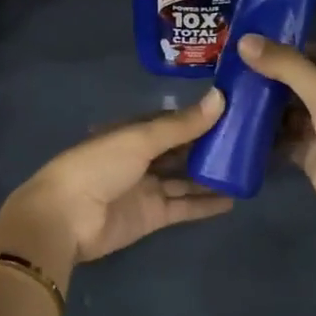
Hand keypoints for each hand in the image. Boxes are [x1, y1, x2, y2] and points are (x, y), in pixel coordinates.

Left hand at [0, 89, 232, 286]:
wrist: (66, 218)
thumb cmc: (98, 166)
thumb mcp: (140, 139)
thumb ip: (181, 125)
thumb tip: (221, 97)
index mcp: (132, 133)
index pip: (172, 122)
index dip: (200, 118)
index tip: (234, 111)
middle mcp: (140, 159)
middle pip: (181, 151)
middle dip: (210, 147)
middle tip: (250, 141)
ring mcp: (147, 188)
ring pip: (186, 179)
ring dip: (212, 176)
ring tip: (247, 170)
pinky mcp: (153, 216)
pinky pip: (185, 206)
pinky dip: (206, 203)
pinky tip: (234, 199)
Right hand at [237, 35, 315, 245]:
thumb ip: (286, 65)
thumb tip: (243, 41)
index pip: (308, 52)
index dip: (280, 45)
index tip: (244, 41)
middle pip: (292, 81)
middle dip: (264, 76)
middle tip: (224, 69)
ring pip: (283, 110)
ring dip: (259, 105)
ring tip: (222, 95)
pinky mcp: (306, 154)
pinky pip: (279, 139)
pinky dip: (260, 135)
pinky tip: (233, 128)